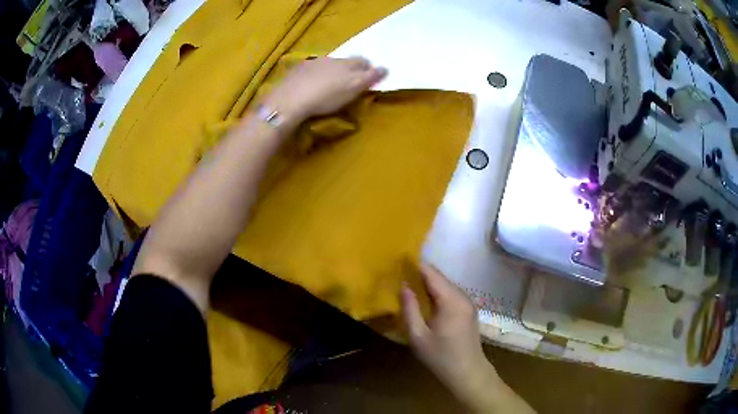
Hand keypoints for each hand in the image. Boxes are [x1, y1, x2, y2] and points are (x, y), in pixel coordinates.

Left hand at [264, 57, 386, 120]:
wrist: (291, 99)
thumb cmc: (327, 96)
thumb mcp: (353, 88)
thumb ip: (369, 78)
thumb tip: (385, 68)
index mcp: (347, 63)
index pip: (363, 61)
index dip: (369, 68)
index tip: (371, 77)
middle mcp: (331, 59)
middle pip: (346, 61)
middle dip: (352, 67)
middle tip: (353, 79)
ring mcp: (313, 63)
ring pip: (329, 64)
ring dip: (334, 70)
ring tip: (333, 82)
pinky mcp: (298, 71)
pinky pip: (312, 69)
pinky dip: (317, 75)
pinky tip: (314, 84)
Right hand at [402, 264, 533, 412]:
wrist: (467, 372)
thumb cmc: (440, 356)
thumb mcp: (418, 336)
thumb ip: (410, 309)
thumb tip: (403, 285)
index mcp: (451, 300)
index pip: (432, 274)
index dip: (416, 266)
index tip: (399, 262)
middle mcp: (462, 296)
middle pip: (440, 278)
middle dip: (421, 275)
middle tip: (400, 275)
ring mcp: (468, 303)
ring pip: (446, 285)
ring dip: (429, 284)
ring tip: (409, 286)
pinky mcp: (469, 310)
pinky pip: (451, 294)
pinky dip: (438, 292)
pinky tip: (426, 300)